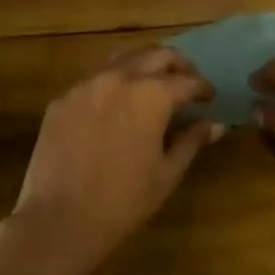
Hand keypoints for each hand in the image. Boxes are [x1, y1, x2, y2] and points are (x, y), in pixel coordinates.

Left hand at [0, 46, 222, 274]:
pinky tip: (114, 107)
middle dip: (177, 65)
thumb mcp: (166, 174)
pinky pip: (93, 80)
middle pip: (156, 55)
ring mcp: (87, 84)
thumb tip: (215, 124)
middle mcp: (119, 77)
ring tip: (151, 84)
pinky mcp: (63, 98)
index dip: (202, 88)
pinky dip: (112, 84)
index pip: (186, 81)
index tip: (209, 97)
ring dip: (143, 65)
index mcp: (151, 95)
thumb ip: (191, 141)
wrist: (59, 219)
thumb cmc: (123, 202)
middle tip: (186, 82)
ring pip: (122, 58)